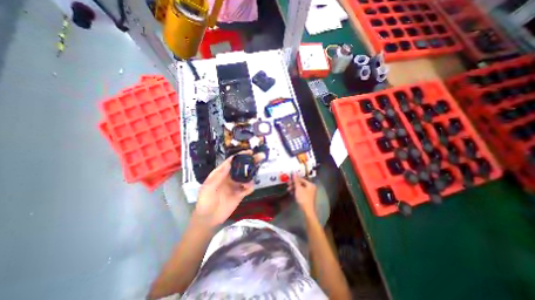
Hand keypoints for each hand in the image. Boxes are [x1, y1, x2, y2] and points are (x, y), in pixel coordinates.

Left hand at [194, 155, 255, 226]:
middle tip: (260, 157)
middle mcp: (230, 177)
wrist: (209, 219)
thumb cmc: (205, 201)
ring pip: (247, 176)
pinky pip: (248, 188)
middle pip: (242, 167)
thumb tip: (229, 163)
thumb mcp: (208, 187)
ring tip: (250, 178)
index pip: (232, 161)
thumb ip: (219, 176)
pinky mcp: (240, 194)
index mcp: (221, 173)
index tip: (250, 152)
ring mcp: (236, 185)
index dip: (241, 155)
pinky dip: (250, 186)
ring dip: (251, 175)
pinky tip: (247, 188)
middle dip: (251, 161)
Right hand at [288, 173, 316, 214]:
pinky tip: (292, 193)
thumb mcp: (298, 188)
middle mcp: (311, 188)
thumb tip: (294, 173)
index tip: (289, 180)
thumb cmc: (303, 198)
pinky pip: (300, 192)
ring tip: (288, 190)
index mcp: (310, 185)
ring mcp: (309, 193)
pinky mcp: (306, 197)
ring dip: (294, 188)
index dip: (295, 179)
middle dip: (294, 184)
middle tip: (288, 185)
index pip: (302, 179)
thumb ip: (296, 181)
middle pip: (301, 184)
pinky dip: (296, 192)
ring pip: (300, 188)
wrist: (307, 210)